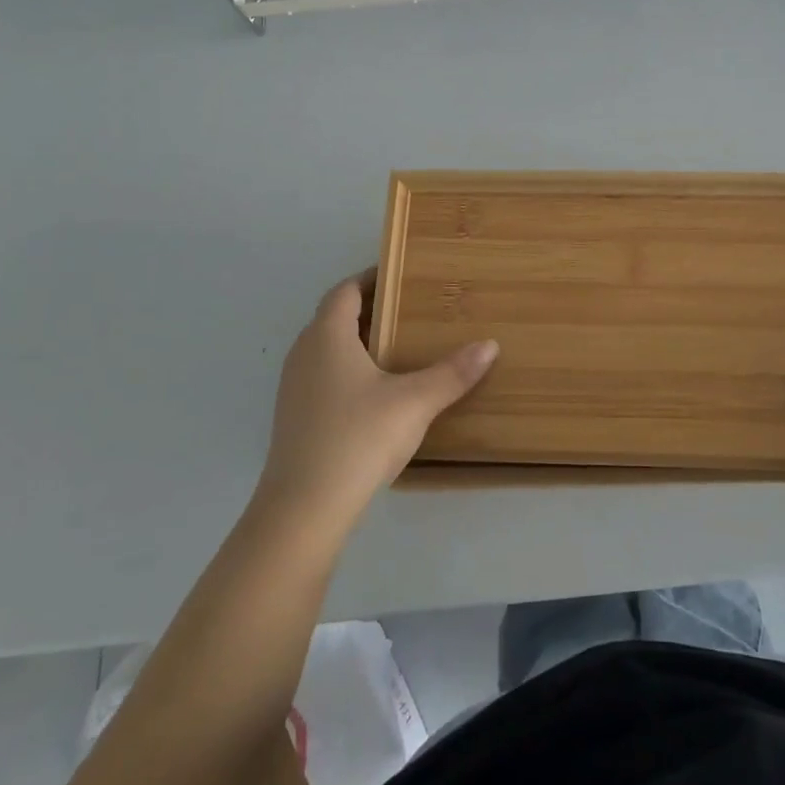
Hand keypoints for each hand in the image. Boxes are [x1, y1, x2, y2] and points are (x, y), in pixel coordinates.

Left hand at [255, 272, 498, 535]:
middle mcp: (304, 354)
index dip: (370, 278)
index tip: (401, 275)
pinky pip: (323, 377)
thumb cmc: (358, 438)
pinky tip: (375, 393)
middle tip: (409, 310)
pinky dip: (348, 371)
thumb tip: (490, 345)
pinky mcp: (295, 419)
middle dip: (369, 309)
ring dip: (357, 343)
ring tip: (397, 348)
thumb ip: (453, 373)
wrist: (304, 508)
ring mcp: (294, 389)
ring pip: (326, 350)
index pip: (344, 291)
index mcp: (327, 337)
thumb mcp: (415, 402)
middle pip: (334, 318)